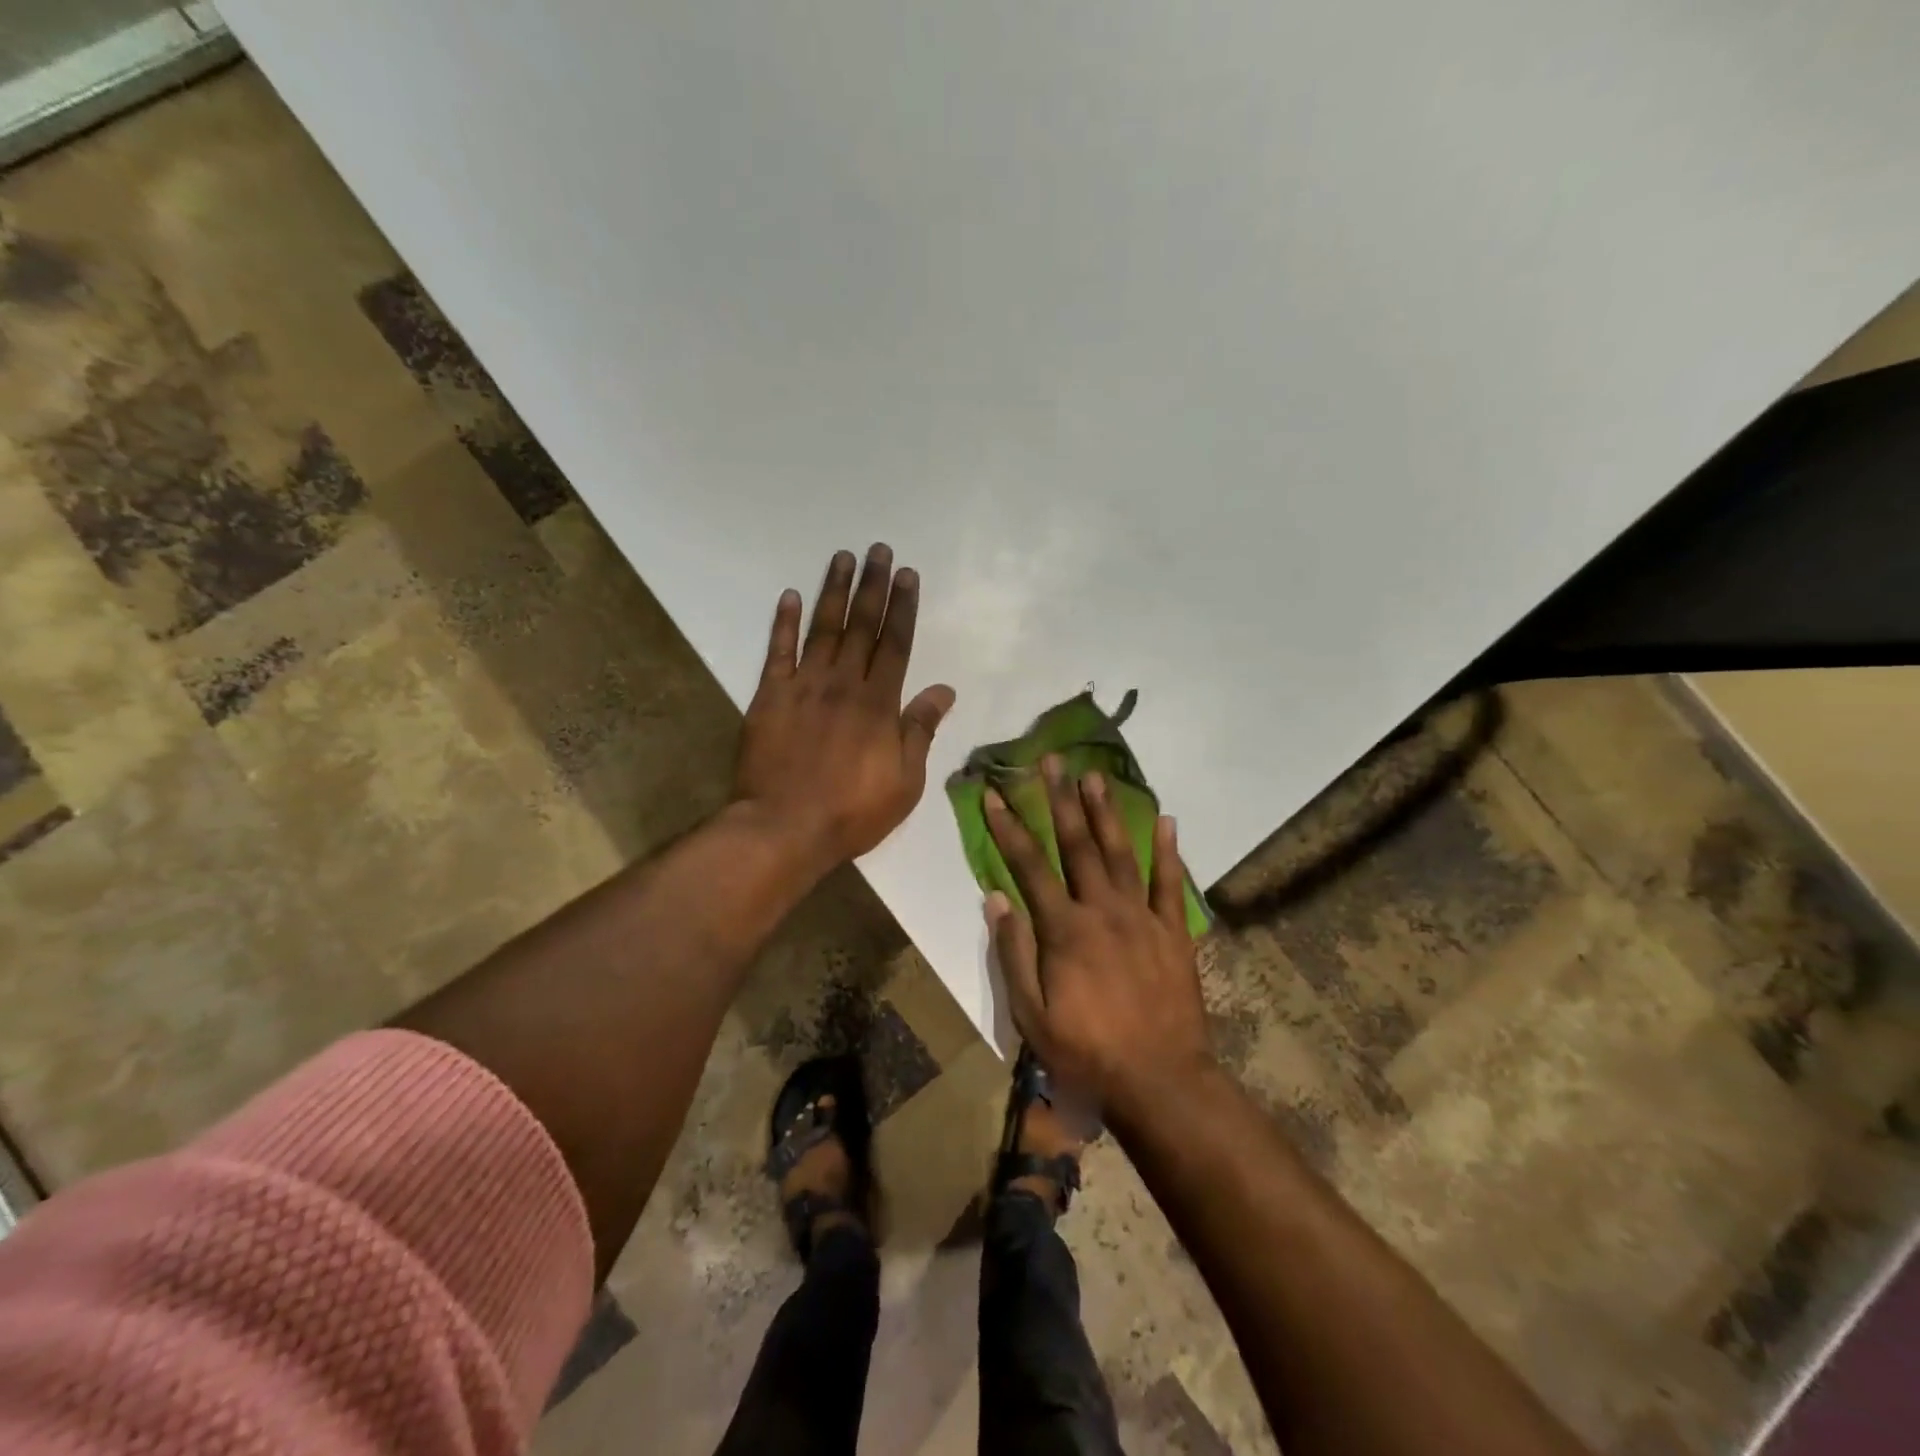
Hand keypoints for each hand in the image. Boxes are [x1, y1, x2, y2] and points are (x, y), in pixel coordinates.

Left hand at [734, 544, 956, 867]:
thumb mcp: (905, 782)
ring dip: (834, 591)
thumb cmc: (852, 812)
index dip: (903, 607)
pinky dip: (783, 622)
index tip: (907, 575)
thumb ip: (921, 731)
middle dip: (873, 586)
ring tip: (842, 557)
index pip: (895, 644)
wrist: (784, 828)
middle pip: (861, 626)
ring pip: (822, 629)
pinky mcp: (769, 697)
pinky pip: (778, 652)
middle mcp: (843, 684)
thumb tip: (944, 690)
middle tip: (879, 550)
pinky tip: (789, 595)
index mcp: (879, 703)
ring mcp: (804, 687)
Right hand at [984, 756, 1215, 1120]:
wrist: (1160, 1081)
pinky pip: (1170, 883)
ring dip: (1106, 811)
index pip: (1029, 866)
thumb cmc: (1086, 1052)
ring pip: (1121, 852)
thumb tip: (996, 898)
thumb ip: (1013, 952)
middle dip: (1060, 799)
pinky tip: (1166, 820)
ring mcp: (1142, 917)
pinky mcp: (1173, 932)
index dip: (1008, 827)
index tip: (993, 793)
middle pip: (1077, 844)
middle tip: (1051, 760)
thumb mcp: (1031, 1014)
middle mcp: (1103, 910)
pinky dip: (1169, 850)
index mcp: (1064, 929)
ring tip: (1095, 775)